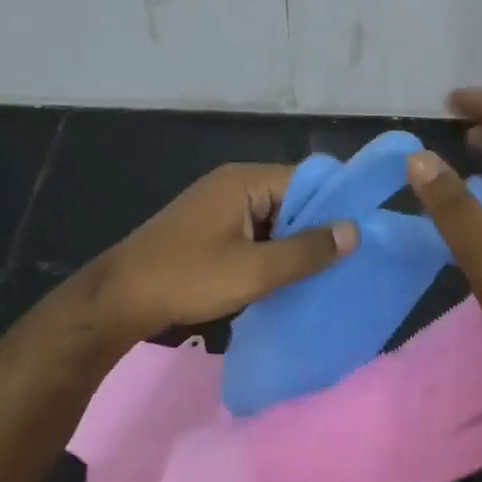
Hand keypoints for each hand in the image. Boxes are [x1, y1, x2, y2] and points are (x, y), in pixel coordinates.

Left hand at [96, 163, 357, 340]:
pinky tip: (288, 278)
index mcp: (245, 181)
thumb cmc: (188, 278)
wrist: (118, 301)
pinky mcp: (211, 229)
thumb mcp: (254, 270)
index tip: (364, 234)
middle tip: (348, 260)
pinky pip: (255, 233)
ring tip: (326, 273)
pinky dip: (273, 252)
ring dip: (295, 244)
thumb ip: (306, 251)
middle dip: (317, 228)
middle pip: (292, 199)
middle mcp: (234, 184)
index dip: (336, 205)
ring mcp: (220, 207)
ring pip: (275, 219)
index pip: (307, 180)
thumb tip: (354, 231)